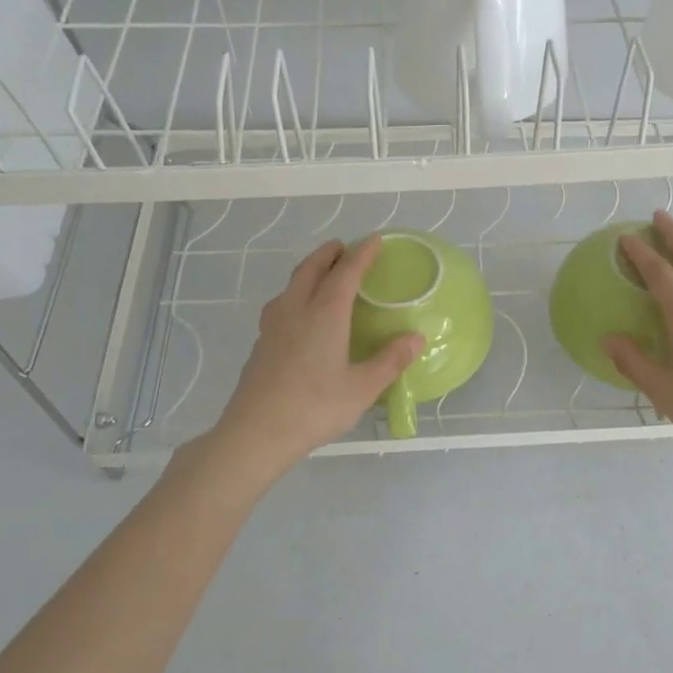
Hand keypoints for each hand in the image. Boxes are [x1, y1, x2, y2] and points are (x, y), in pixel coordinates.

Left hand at [202, 238, 421, 482]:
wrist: (256, 432)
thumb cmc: (315, 407)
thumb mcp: (363, 388)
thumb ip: (391, 360)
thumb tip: (416, 338)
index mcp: (325, 314)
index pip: (346, 272)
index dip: (362, 254)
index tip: (374, 240)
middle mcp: (297, 310)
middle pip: (311, 268)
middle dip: (329, 253)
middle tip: (344, 248)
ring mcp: (273, 326)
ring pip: (291, 284)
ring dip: (309, 270)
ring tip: (322, 274)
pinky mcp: (260, 343)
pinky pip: (281, 304)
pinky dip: (296, 294)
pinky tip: (299, 314)